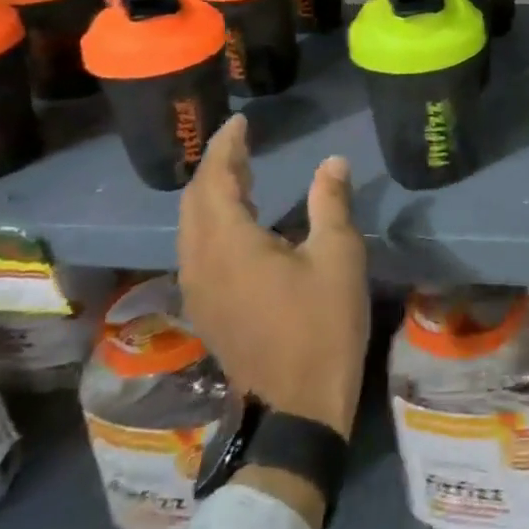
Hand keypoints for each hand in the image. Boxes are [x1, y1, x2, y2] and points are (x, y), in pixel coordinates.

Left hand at [178, 115, 368, 441]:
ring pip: (190, 226)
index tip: (241, 122)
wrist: (299, 407)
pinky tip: (239, 220)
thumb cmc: (322, 326)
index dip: (226, 147)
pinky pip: (197, 248)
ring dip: (210, 194)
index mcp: (229, 245)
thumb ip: (330, 202)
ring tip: (242, 172)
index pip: (215, 180)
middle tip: (243, 143)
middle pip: (194, 201)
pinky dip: (211, 220)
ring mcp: (198, 289)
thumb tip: (332, 161)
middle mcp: (201, 263)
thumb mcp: (338, 257)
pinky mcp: (206, 308)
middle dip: (215, 166)